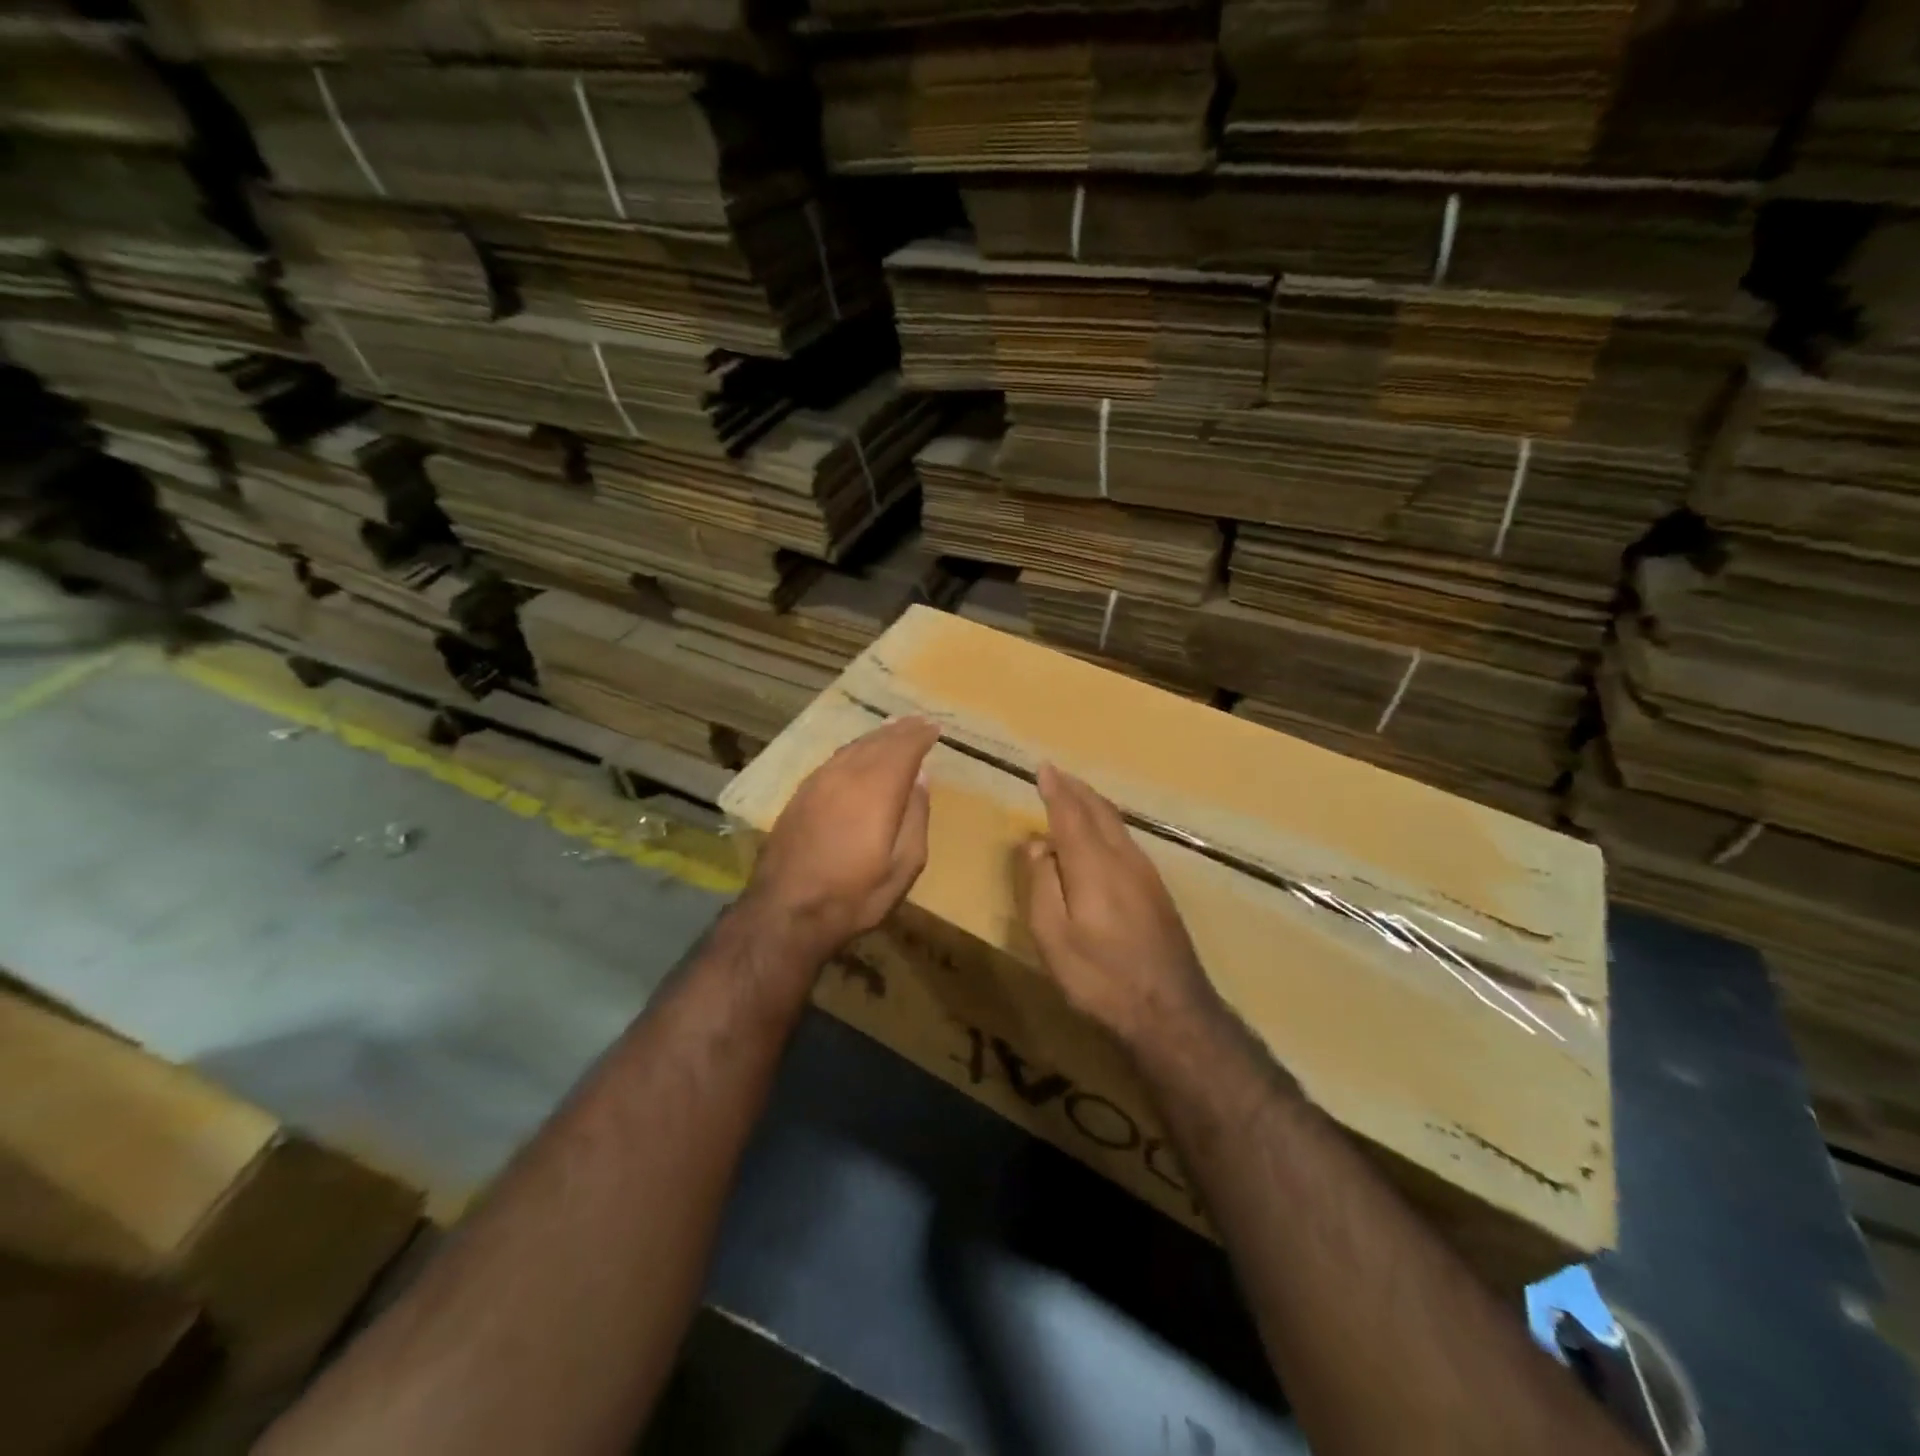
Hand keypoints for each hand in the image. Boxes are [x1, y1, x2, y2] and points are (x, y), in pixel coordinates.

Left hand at [745, 716, 939, 960]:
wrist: (786, 912)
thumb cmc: (855, 895)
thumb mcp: (904, 866)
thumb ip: (916, 816)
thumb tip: (921, 777)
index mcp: (877, 789)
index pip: (903, 749)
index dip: (920, 736)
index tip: (934, 727)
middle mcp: (846, 775)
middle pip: (877, 742)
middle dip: (900, 730)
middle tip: (917, 721)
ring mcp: (818, 783)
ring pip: (852, 747)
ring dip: (875, 736)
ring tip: (891, 729)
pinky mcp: (800, 795)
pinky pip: (834, 759)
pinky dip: (853, 750)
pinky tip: (857, 753)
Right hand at [1023, 763, 1222, 1051]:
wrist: (1171, 1010)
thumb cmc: (1100, 976)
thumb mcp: (1052, 936)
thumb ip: (1042, 883)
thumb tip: (1038, 844)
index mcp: (1093, 864)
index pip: (1069, 813)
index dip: (1055, 789)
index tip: (1043, 768)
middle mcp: (1123, 858)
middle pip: (1099, 811)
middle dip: (1076, 789)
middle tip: (1058, 774)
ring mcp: (1146, 873)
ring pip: (1117, 824)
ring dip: (1094, 804)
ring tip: (1077, 796)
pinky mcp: (1158, 891)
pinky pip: (1127, 840)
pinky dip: (1108, 824)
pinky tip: (1104, 835)